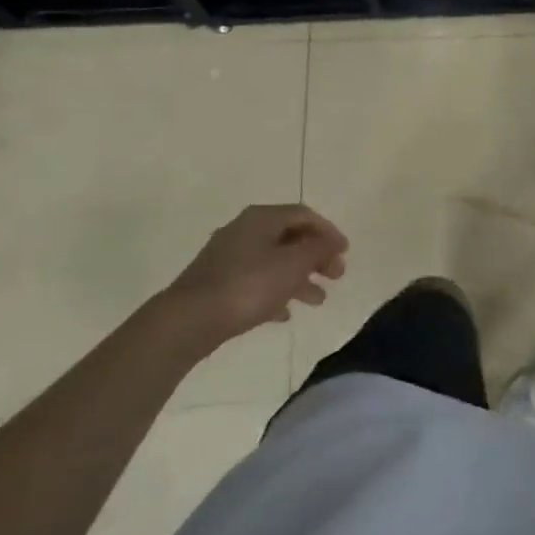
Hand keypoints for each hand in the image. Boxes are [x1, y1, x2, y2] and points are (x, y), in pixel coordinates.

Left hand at [157, 204, 347, 348]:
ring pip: (274, 261)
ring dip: (299, 277)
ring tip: (318, 300)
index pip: (304, 214)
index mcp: (262, 218)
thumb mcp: (294, 264)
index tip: (345, 253)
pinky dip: (275, 292)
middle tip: (336, 275)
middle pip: (289, 237)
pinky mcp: (217, 283)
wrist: (189, 320)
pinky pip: (255, 281)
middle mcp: (244, 230)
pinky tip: (284, 313)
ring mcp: (227, 257)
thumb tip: (329, 242)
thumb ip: (318, 249)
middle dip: (316, 256)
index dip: (329, 231)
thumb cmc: (249, 285)